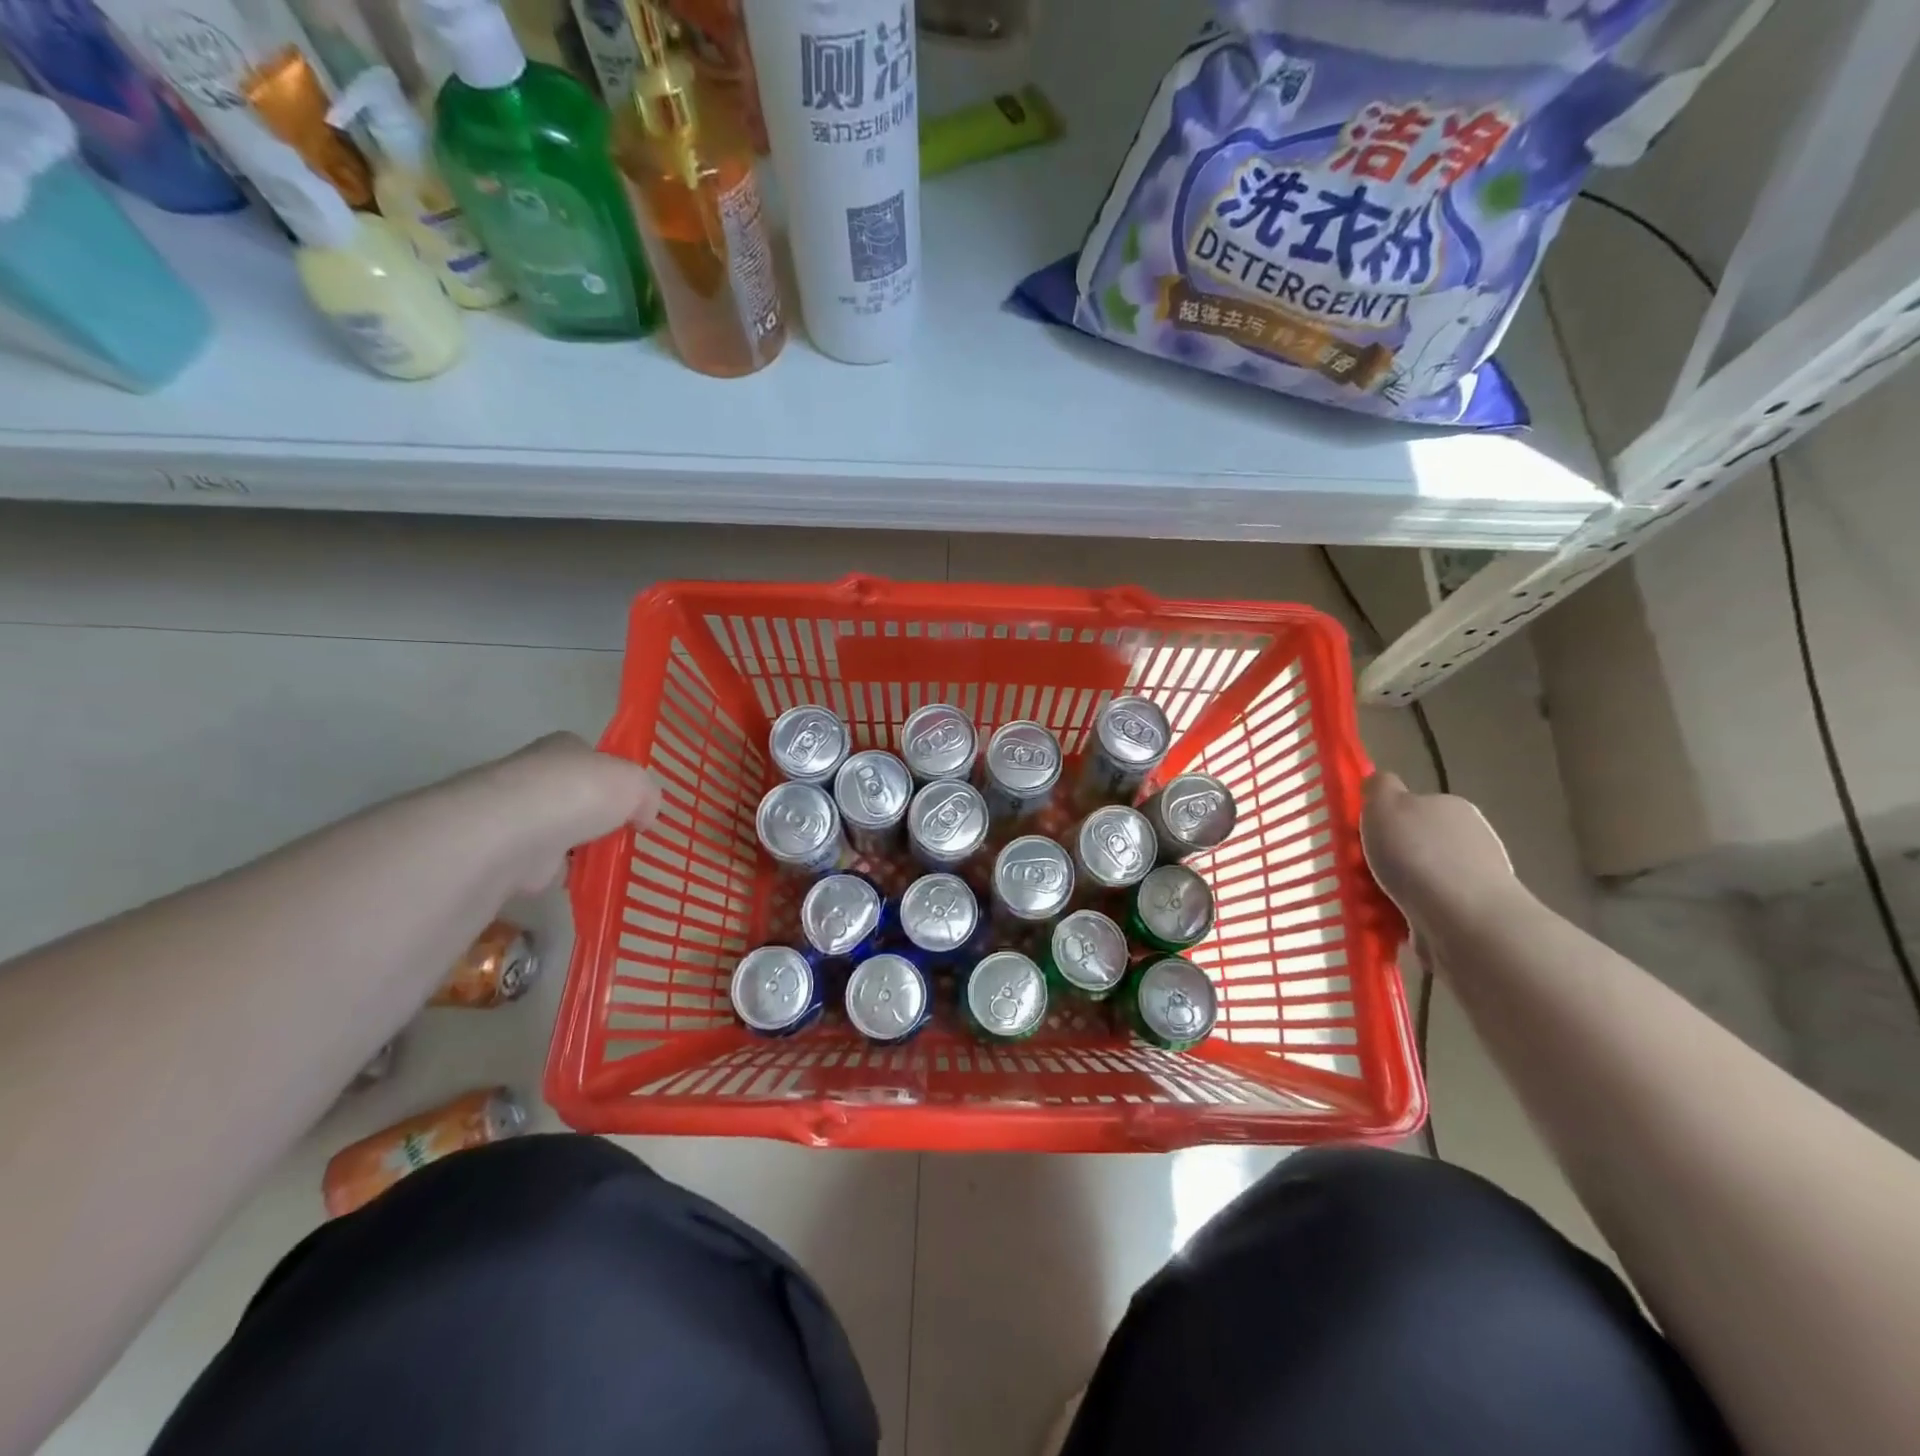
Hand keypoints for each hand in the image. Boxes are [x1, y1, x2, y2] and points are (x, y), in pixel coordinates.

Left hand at [461, 733, 662, 893]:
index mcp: (564, 747)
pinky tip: (575, 883)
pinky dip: (553, 874)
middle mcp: (532, 773)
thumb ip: (647, 796)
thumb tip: (644, 816)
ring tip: (602, 864)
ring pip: (553, 830)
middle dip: (590, 815)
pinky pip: (536, 863)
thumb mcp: (635, 784)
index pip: (590, 758)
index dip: (611, 778)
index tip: (628, 804)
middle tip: (617, 836)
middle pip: (570, 794)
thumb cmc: (577, 794)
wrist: (511, 832)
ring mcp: (512, 813)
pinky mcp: (499, 852)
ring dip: (571, 847)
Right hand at [1360, 772, 1518, 931]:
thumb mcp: (1384, 804)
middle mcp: (1468, 839)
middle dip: (1385, 859)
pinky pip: (1423, 911)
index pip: (1411, 806)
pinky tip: (1386, 923)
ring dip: (1390, 890)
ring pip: (1415, 880)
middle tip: (1357, 873)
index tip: (1359, 838)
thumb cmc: (1417, 854)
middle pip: (1412, 844)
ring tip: (1366, 904)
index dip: (1381, 820)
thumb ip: (1379, 787)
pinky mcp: (1469, 916)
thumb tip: (1380, 782)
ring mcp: (1473, 880)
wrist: (1463, 919)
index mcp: (1450, 807)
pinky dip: (1402, 916)